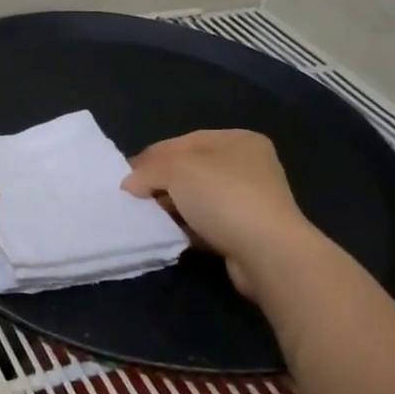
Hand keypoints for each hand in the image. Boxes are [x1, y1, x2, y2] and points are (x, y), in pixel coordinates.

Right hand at [122, 131, 321, 298]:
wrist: (268, 253)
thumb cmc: (224, 197)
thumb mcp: (176, 170)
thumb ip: (147, 170)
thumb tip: (130, 184)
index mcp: (237, 140)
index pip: (182, 142)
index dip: (151, 157)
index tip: (126, 176)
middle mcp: (248, 165)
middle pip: (190, 169)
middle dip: (161, 183)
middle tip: (135, 198)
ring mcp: (250, 200)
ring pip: (197, 198)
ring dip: (173, 207)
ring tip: (149, 218)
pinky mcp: (247, 230)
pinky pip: (207, 223)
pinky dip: (188, 227)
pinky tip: (171, 234)